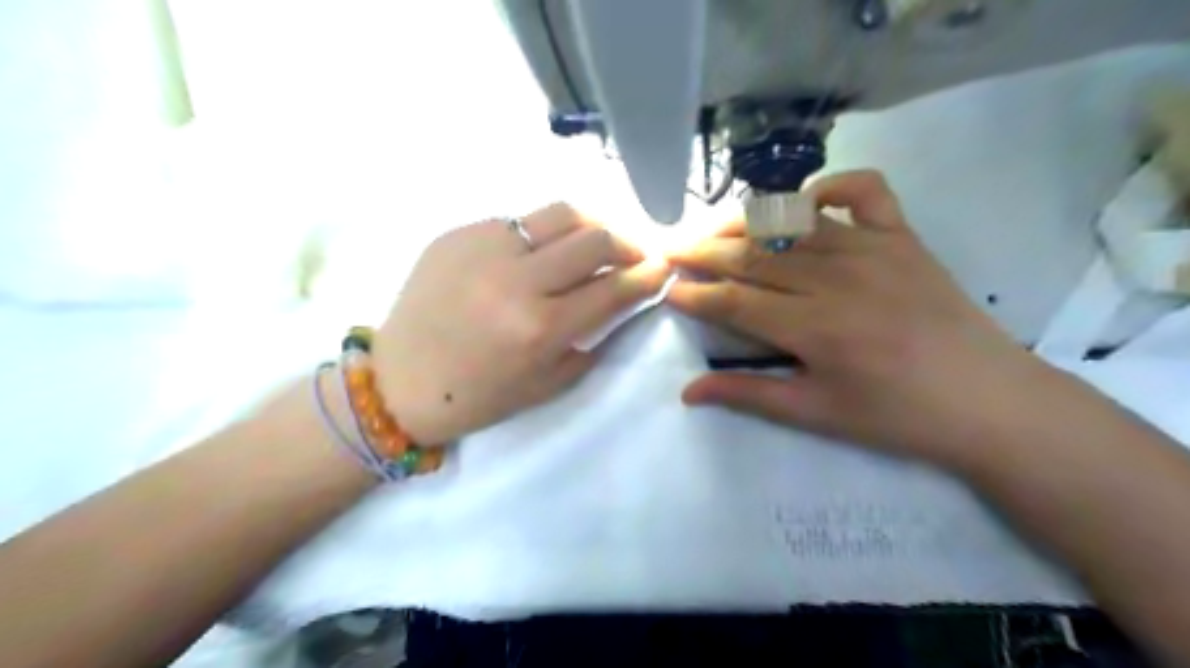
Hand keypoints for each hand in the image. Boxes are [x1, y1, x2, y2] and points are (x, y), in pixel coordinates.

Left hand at [372, 202, 666, 444]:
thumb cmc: (479, 396)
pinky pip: (518, 221)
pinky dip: (543, 234)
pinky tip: (540, 252)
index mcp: (540, 327)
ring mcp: (483, 248)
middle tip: (635, 254)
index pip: (614, 287)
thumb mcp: (549, 383)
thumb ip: (594, 338)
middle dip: (628, 243)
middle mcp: (516, 279)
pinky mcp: (458, 233)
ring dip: (591, 225)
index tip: (663, 268)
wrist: (400, 381)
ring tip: (597, 241)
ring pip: (560, 213)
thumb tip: (624, 301)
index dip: (648, 275)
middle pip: (595, 238)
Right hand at [668, 169, 1049, 467]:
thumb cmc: (897, 416)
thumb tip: (687, 393)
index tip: (668, 290)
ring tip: (715, 229)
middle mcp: (837, 277)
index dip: (696, 295)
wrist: (989, 401)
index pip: (735, 302)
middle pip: (754, 256)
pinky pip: (864, 191)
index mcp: (814, 328)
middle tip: (672, 249)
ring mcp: (873, 248)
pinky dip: (830, 186)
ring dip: (746, 223)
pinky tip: (806, 202)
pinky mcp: (903, 236)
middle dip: (705, 252)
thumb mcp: (816, 414)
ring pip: (792, 222)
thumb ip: (748, 394)